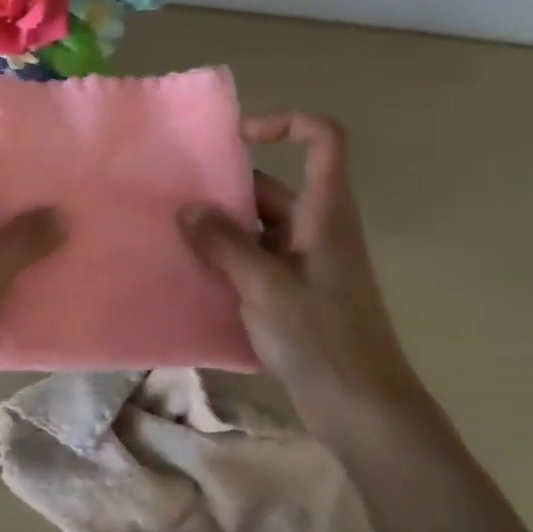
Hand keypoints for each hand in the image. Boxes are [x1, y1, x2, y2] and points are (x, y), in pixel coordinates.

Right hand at [178, 113, 425, 436]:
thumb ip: (225, 245)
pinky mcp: (292, 292)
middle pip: (272, 187)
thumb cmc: (321, 338)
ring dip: (219, 230)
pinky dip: (225, 260)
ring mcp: (304, 262)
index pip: (323, 141)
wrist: (361, 407)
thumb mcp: (266, 287)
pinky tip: (191, 274)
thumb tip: (188, 208)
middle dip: (224, 190)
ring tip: (171, 238)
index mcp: (325, 214)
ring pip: (257, 227)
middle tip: (174, 203)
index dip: (285, 124)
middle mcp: (317, 229)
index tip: (236, 140)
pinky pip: (253, 260)